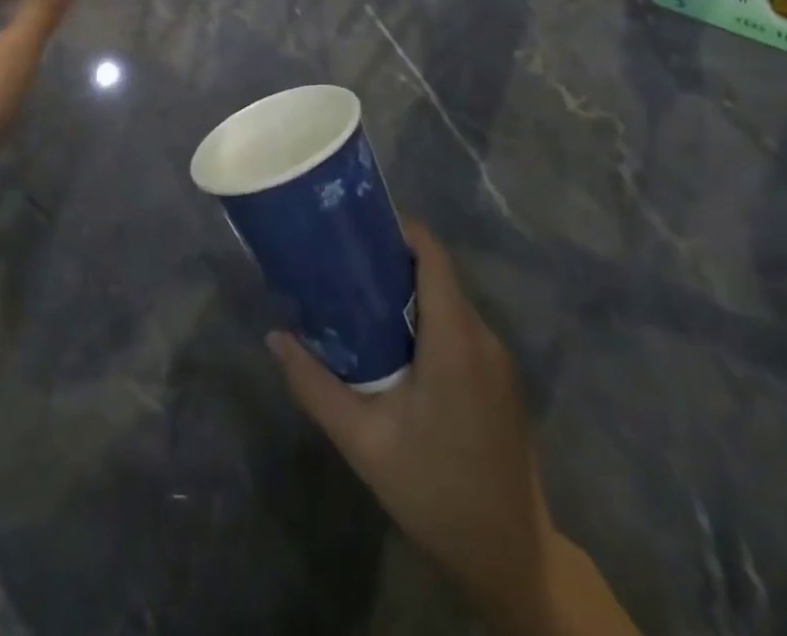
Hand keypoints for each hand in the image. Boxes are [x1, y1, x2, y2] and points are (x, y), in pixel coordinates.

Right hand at [268, 224, 560, 634]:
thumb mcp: (363, 441)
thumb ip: (315, 384)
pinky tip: (393, 346)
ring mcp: (498, 362)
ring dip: (407, 294)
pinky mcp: (501, 383)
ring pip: (449, 303)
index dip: (397, 229)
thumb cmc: (436, 491)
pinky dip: (427, 321)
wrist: (512, 560)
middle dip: (389, 261)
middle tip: (340, 263)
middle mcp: (483, 338)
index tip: (354, 225)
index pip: (432, 254)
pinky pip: (461, 329)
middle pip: (436, 274)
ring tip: (357, 300)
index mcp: (455, 339)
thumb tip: (274, 336)